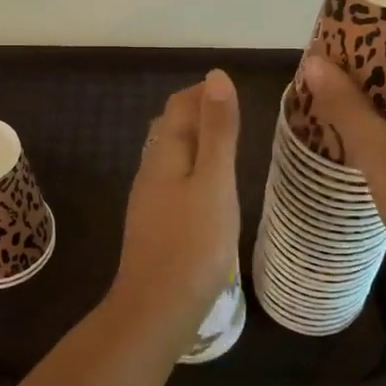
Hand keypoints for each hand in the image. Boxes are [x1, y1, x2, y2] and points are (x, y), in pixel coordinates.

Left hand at [109, 69, 241, 349]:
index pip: (178, 106)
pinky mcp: (156, 226)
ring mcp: (150, 201)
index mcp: (164, 155)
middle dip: (198, 114)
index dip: (203, 92)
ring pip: (170, 157)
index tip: (235, 91)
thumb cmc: (194, 243)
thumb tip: (216, 76)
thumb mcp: (215, 181)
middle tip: (235, 116)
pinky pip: (174, 183)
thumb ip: (218, 131)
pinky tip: (210, 190)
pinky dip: (194, 171)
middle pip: (170, 129)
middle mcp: (151, 171)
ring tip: (229, 148)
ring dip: (196, 144)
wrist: (158, 309)